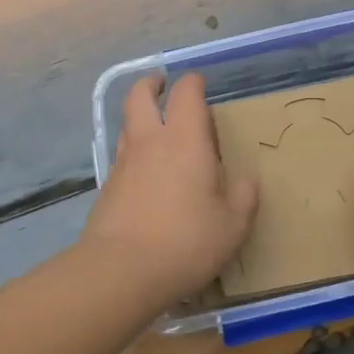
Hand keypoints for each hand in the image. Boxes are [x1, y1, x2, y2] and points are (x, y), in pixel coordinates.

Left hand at [82, 73, 258, 302]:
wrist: (122, 270)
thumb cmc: (186, 242)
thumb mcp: (232, 225)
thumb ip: (243, 198)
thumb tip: (246, 181)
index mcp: (185, 141)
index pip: (186, 95)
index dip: (193, 83)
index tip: (199, 82)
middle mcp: (150, 143)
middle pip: (140, 97)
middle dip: (151, 84)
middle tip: (161, 84)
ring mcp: (123, 164)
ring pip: (127, 125)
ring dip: (139, 116)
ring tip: (156, 128)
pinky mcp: (107, 188)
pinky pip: (122, 157)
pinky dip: (134, 152)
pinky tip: (146, 172)